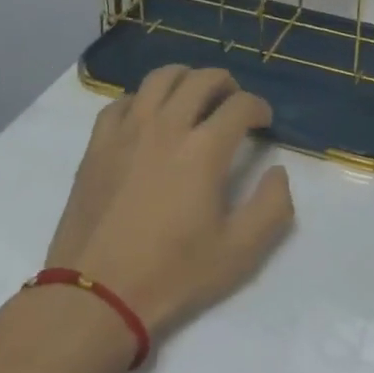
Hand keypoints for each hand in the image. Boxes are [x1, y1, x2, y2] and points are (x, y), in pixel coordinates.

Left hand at [44, 66, 293, 340]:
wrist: (96, 294)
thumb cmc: (172, 274)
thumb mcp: (239, 252)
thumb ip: (272, 206)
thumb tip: (278, 171)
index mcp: (204, 149)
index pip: (240, 105)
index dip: (258, 107)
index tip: (263, 122)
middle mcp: (166, 126)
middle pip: (201, 79)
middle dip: (226, 83)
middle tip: (232, 101)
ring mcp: (127, 130)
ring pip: (160, 78)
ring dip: (184, 79)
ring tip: (193, 95)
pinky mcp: (98, 143)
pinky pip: (121, 101)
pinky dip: (142, 99)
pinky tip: (147, 117)